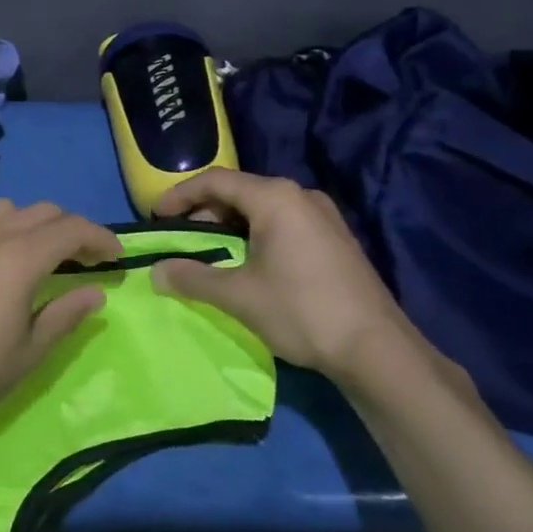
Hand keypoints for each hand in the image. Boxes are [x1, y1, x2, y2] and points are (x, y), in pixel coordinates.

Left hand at [0, 200, 121, 433]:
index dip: (100, 237)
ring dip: (33, 222)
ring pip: (8, 208)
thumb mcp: (30, 351)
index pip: (71, 229)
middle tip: (86, 259)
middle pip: (43, 211)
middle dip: (71, 228)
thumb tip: (95, 292)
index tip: (116, 257)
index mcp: (20, 257)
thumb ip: (65, 315)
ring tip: (40, 253)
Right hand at [152, 169, 421, 381]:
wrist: (377, 350)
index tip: (156, 217)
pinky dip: (254, 235)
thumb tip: (155, 272)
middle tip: (179, 237)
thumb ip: (192, 278)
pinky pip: (283, 223)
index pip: (215, 181)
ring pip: (262, 209)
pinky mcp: (334, 239)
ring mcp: (322, 217)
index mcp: (276, 198)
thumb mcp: (238, 295)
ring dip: (229, 225)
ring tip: (207, 251)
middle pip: (239, 191)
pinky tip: (246, 262)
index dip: (180, 195)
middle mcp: (300, 196)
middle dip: (203, 211)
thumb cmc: (302, 311)